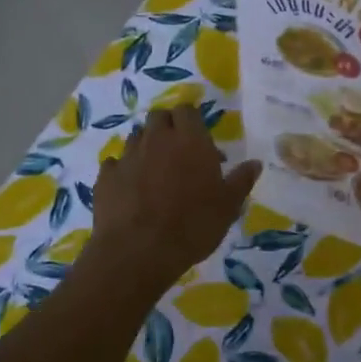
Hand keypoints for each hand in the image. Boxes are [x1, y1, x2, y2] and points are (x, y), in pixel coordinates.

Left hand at [90, 105, 261, 288]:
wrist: (138, 251)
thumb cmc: (193, 225)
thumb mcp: (228, 206)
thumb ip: (241, 180)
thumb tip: (255, 163)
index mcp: (190, 140)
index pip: (187, 110)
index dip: (192, 120)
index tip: (200, 138)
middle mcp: (157, 140)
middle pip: (158, 116)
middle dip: (167, 126)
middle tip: (178, 150)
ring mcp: (127, 157)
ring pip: (135, 137)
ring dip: (145, 146)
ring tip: (154, 170)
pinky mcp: (105, 177)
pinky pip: (114, 164)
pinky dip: (122, 170)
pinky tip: (129, 187)